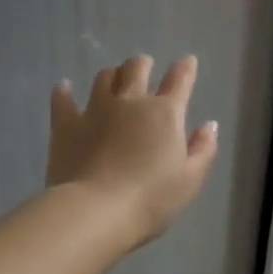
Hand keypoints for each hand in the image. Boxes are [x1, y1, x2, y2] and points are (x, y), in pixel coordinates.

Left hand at [48, 55, 219, 251]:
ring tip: (113, 78)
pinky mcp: (66, 124)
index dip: (185, 68)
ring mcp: (95, 110)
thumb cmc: (150, 199)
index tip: (187, 61)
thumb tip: (209, 125)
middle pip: (136, 68)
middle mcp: (130, 101)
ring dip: (111, 75)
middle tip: (144, 66)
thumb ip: (203, 149)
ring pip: (104, 78)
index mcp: (164, 114)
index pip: (179, 80)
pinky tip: (63, 88)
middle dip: (143, 64)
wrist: (96, 211)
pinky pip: (63, 101)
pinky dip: (64, 92)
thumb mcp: (190, 180)